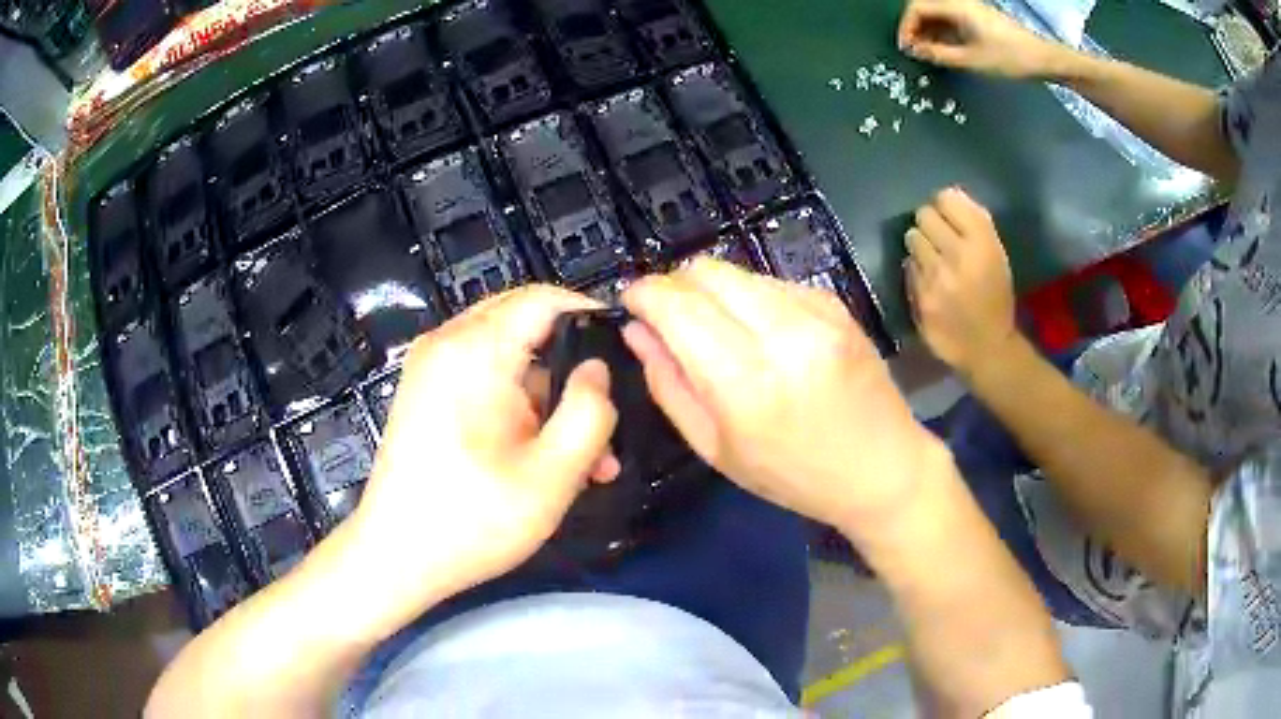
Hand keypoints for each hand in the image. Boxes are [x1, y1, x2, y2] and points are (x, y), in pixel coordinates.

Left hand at [348, 286, 618, 614]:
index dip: (590, 315)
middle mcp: (447, 343)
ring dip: (548, 397)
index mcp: (475, 350)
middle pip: (525, 324)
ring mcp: (431, 368)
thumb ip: (590, 411)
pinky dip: (517, 406)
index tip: (625, 350)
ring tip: (584, 459)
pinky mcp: (425, 393)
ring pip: (507, 357)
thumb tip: (596, 370)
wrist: (396, 556)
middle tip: (605, 413)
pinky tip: (540, 455)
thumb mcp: (553, 472)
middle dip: (571, 365)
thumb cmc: (474, 518)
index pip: (544, 299)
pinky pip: (482, 378)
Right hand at [622, 259, 940, 530]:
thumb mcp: (717, 449)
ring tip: (717, 330)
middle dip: (673, 286)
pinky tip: (760, 333)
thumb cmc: (794, 476)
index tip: (630, 303)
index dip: (642, 293)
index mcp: (745, 382)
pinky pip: (770, 282)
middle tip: (668, 317)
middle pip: (704, 271)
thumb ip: (668, 385)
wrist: (884, 467)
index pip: (676, 305)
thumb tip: (637, 330)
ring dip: (711, 292)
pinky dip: (749, 299)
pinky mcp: (835, 303)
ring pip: (736, 271)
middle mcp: (782, 332)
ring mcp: (815, 311)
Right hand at [898, 0, 1067, 78]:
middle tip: (914, 51)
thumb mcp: (971, 60)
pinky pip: (950, 20)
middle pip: (925, 8)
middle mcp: (960, 3)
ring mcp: (970, 10)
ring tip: (928, 54)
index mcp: (956, 6)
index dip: (906, 26)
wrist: (1042, 59)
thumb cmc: (1009, 59)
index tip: (905, 47)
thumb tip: (914, 50)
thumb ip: (938, 54)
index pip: (916, 7)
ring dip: (928, 31)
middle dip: (914, 28)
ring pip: (937, 14)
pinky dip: (942, 33)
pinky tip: (944, 50)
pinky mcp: (978, 19)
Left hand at [906, 187, 1017, 376]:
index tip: (948, 217)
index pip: (947, 199)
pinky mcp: (920, 298)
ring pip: (912, 238)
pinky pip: (908, 267)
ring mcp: (936, 278)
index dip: (945, 206)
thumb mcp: (997, 256)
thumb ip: (975, 223)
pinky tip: (929, 282)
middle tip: (938, 239)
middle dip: (929, 224)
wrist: (987, 348)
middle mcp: (958, 255)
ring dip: (920, 246)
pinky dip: (916, 270)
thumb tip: (947, 195)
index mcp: (982, 242)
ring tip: (933, 260)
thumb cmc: (995, 298)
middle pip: (924, 215)